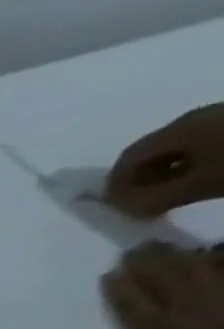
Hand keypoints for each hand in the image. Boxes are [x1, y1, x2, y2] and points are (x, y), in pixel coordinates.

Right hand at [104, 103, 223, 219]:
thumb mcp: (201, 185)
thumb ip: (151, 199)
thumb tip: (119, 208)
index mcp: (180, 128)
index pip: (126, 159)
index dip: (115, 186)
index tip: (120, 211)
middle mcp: (196, 117)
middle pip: (151, 153)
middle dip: (142, 181)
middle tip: (147, 207)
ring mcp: (223, 117)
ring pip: (179, 150)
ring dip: (168, 175)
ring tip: (177, 197)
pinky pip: (204, 146)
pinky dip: (193, 166)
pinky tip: (206, 181)